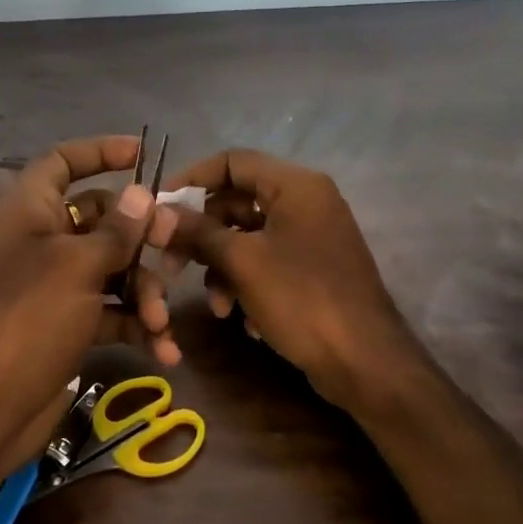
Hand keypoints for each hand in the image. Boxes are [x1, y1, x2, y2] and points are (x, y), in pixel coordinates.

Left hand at [0, 136, 176, 472]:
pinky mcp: (68, 324)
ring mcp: (55, 286)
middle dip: (140, 239)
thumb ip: (116, 230)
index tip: (141, 154)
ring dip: (144, 292)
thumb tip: (142, 194)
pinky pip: (111, 311)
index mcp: (29, 213)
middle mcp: (41, 243)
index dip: (98, 151)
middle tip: (173, 250)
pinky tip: (164, 351)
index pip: (61, 163)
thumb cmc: (31, 320)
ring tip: (161, 323)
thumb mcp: (78, 267)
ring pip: (112, 269)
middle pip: (101, 220)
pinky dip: (136, 326)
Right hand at [146, 149, 414, 412]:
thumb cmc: (302, 300)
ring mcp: (312, 238)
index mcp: (296, 186)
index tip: (158, 206)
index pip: (233, 161)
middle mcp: (307, 203)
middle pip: (238, 203)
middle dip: (204, 237)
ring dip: (224, 270)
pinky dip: (249, 285)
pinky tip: (245, 319)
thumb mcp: (242, 263)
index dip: (191, 179)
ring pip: (249, 239)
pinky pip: (268, 264)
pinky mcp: (313, 270)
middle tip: (173, 266)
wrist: (364, 362)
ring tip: (217, 306)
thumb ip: (199, 232)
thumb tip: (159, 213)